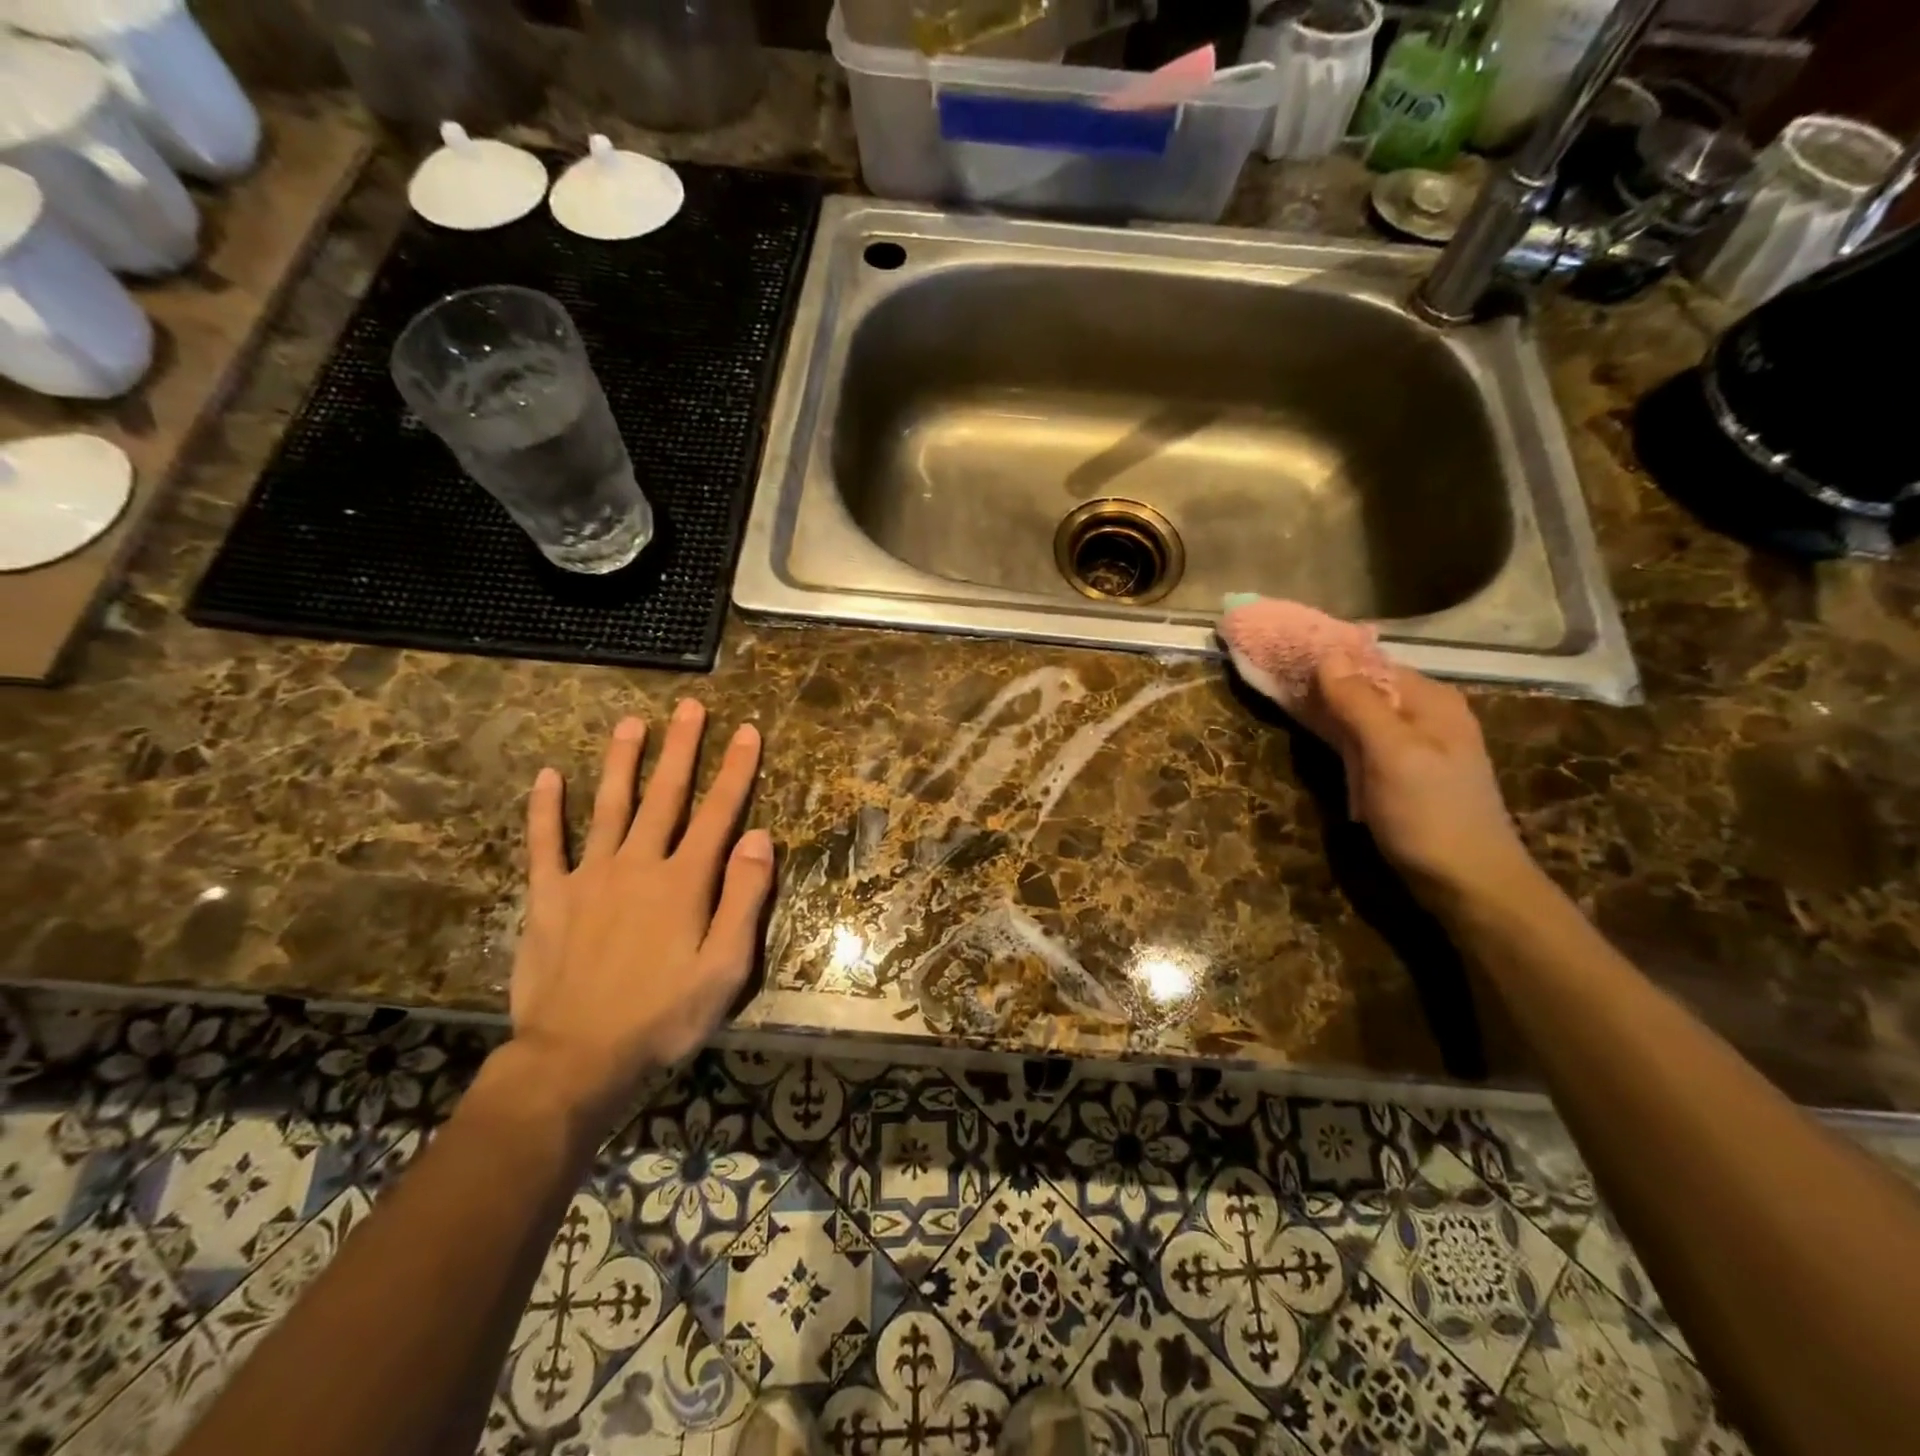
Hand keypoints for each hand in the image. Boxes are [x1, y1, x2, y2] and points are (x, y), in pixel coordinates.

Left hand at [504, 701, 774, 1134]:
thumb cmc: (662, 1017)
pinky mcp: (548, 898)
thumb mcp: (725, 969)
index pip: (719, 813)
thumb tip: (760, 837)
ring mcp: (588, 877)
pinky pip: (544, 845)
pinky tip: (546, 777)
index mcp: (684, 882)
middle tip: (690, 706)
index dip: (736, 770)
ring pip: (609, 806)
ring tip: (630, 722)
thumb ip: (744, 899)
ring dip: (621, 762)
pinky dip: (545, 810)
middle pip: (665, 796)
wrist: (575, 1059)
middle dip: (682, 748)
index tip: (747, 731)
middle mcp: (638, 865)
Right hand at [1300, 655, 1535, 907]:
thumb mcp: (1391, 752)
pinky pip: (1364, 742)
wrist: (1468, 884)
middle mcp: (1426, 715)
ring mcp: (1416, 747)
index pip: (1370, 662)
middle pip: (1365, 687)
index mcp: (1430, 701)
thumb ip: (1358, 703)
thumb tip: (1326, 656)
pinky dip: (1338, 736)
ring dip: (1326, 710)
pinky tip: (1315, 738)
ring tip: (1283, 702)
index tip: (1281, 656)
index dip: (1327, 658)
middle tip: (1274, 680)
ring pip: (1362, 716)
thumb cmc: (1429, 813)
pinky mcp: (1403, 775)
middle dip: (1323, 683)